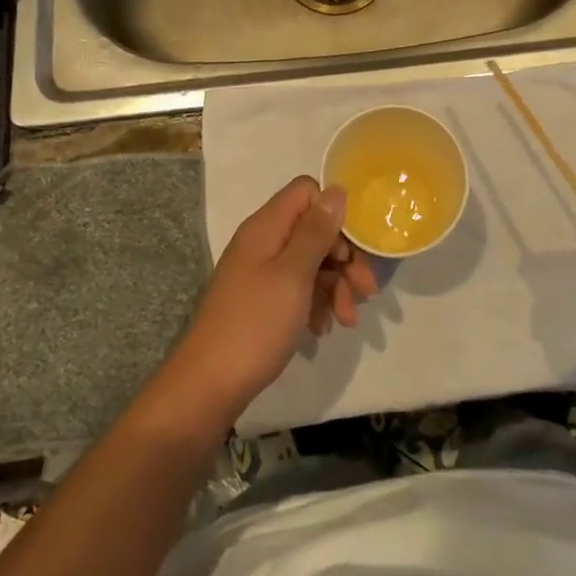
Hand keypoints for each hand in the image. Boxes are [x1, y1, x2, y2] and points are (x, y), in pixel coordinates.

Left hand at [171, 177, 377, 418]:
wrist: (209, 385)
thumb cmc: (255, 324)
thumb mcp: (293, 274)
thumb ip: (315, 231)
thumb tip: (336, 190)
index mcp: (266, 227)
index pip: (307, 192)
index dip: (334, 214)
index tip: (353, 247)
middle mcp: (263, 242)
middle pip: (313, 229)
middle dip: (344, 258)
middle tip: (366, 291)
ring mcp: (260, 272)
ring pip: (310, 262)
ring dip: (335, 285)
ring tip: (348, 320)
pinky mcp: (261, 300)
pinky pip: (297, 288)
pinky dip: (316, 303)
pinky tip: (323, 329)